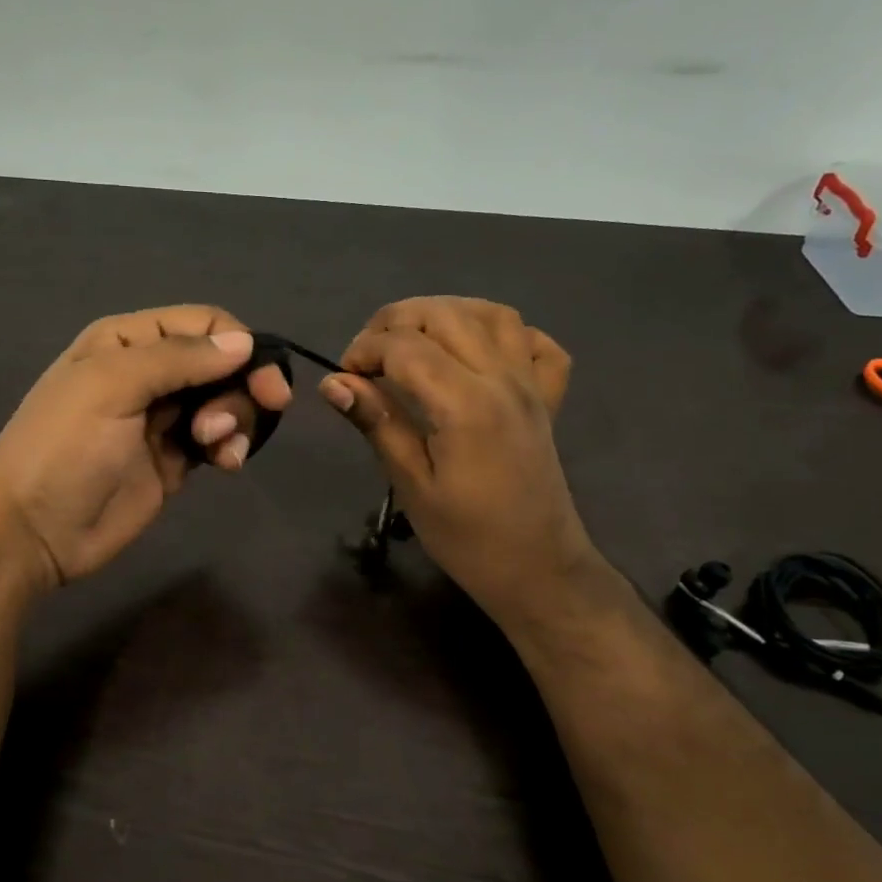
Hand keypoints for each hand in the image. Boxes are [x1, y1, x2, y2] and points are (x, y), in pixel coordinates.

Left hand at [0, 306, 292, 589]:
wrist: (33, 530)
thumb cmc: (64, 447)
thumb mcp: (112, 385)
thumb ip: (178, 358)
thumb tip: (244, 342)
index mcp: (128, 341)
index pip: (203, 324)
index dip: (240, 346)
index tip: (264, 381)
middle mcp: (148, 373)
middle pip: (221, 363)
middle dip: (242, 386)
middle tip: (256, 413)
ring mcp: (162, 419)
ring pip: (225, 401)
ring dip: (236, 419)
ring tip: (216, 446)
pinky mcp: (173, 460)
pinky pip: (217, 440)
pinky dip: (231, 446)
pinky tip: (226, 463)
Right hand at [318, 297, 596, 622]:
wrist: (537, 569)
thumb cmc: (466, 537)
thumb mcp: (411, 484)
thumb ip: (377, 423)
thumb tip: (333, 383)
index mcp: (464, 404)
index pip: (405, 346)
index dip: (364, 350)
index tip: (344, 376)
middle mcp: (502, 379)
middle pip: (445, 315)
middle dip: (396, 321)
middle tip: (370, 355)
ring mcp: (531, 385)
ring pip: (492, 314)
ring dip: (446, 313)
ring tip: (414, 339)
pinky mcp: (548, 398)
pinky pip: (536, 343)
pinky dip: (506, 333)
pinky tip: (477, 352)